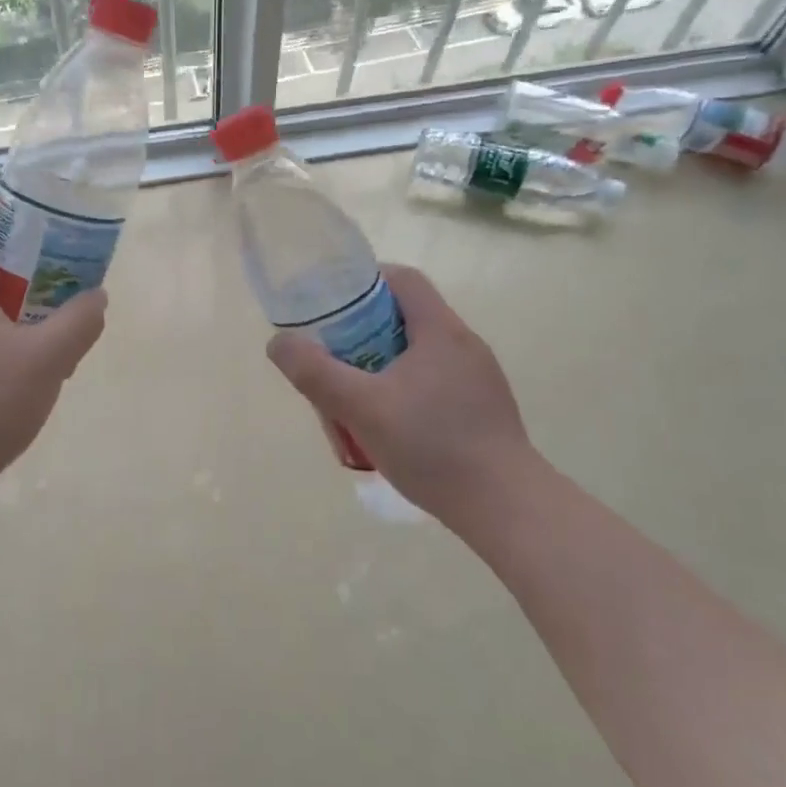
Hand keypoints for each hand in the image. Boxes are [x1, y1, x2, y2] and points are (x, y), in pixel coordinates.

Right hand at [266, 263, 543, 528]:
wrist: (506, 507)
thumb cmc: (433, 446)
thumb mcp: (362, 408)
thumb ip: (316, 373)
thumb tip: (279, 342)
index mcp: (441, 330)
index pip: (403, 279)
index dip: (365, 282)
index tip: (334, 306)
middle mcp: (465, 344)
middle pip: (408, 316)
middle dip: (366, 330)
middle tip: (335, 357)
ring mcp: (480, 378)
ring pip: (421, 352)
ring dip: (385, 362)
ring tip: (358, 395)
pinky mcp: (485, 408)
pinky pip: (437, 381)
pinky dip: (408, 388)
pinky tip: (393, 426)